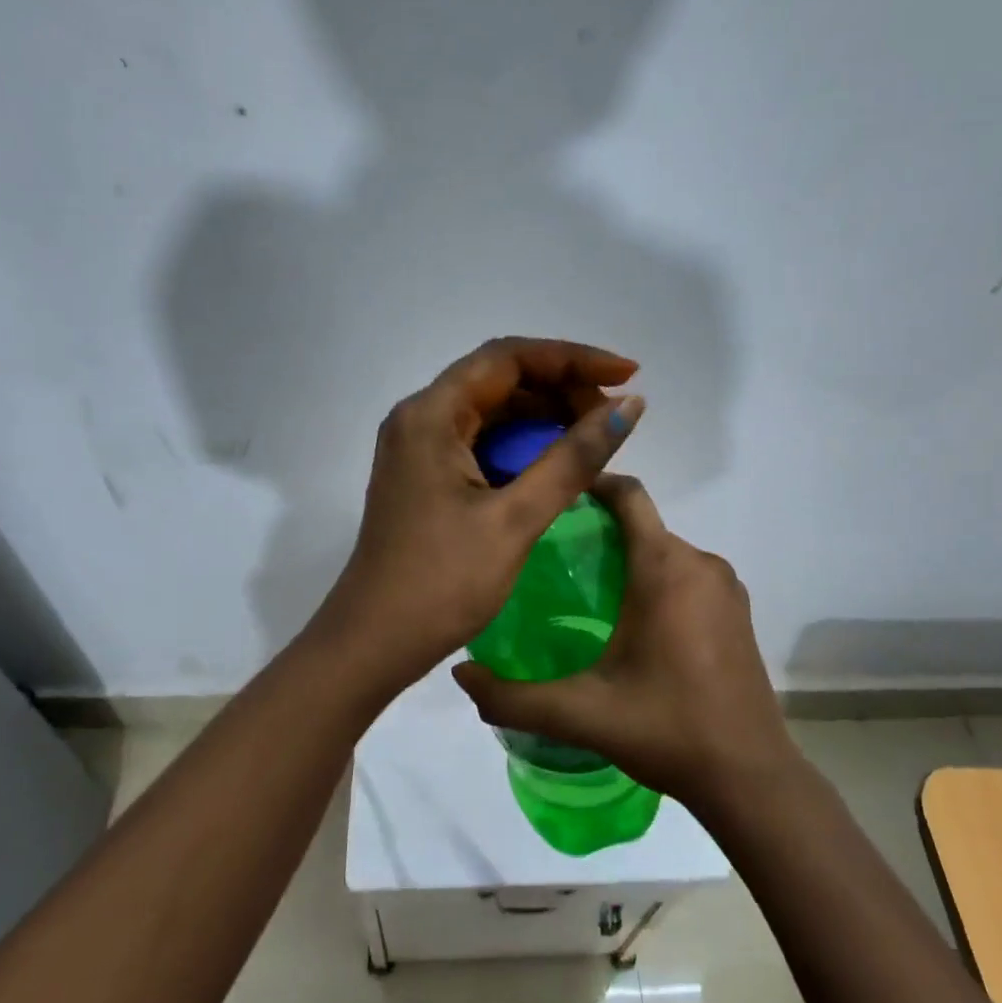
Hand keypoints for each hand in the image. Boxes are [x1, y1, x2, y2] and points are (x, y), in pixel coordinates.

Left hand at [310, 337, 645, 696]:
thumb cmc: (441, 583)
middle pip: (499, 379)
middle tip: (614, 416)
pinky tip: (557, 462)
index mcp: (431, 414)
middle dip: (561, 388)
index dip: (572, 358)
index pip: (508, 357)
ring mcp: (419, 447)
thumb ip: (573, 459)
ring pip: (491, 411)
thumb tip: (628, 407)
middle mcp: (419, 418)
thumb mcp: (515, 519)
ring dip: (544, 416)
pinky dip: (522, 445)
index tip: (626, 374)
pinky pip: (481, 441)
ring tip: (596, 436)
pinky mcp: (425, 475)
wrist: (373, 644)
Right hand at [452, 474, 795, 814]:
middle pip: (643, 523)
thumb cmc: (666, 729)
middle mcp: (700, 563)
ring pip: (665, 549)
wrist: (750, 778)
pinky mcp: (738, 611)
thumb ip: (513, 696)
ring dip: (629, 556)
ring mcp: (726, 587)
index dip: (591, 484)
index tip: (554, 498)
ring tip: (586, 590)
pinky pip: (688, 573)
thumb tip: (458, 673)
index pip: (628, 494)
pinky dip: (658, 579)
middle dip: (601, 529)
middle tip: (553, 557)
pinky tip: (632, 622)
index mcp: (665, 567)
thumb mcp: (580, 713)